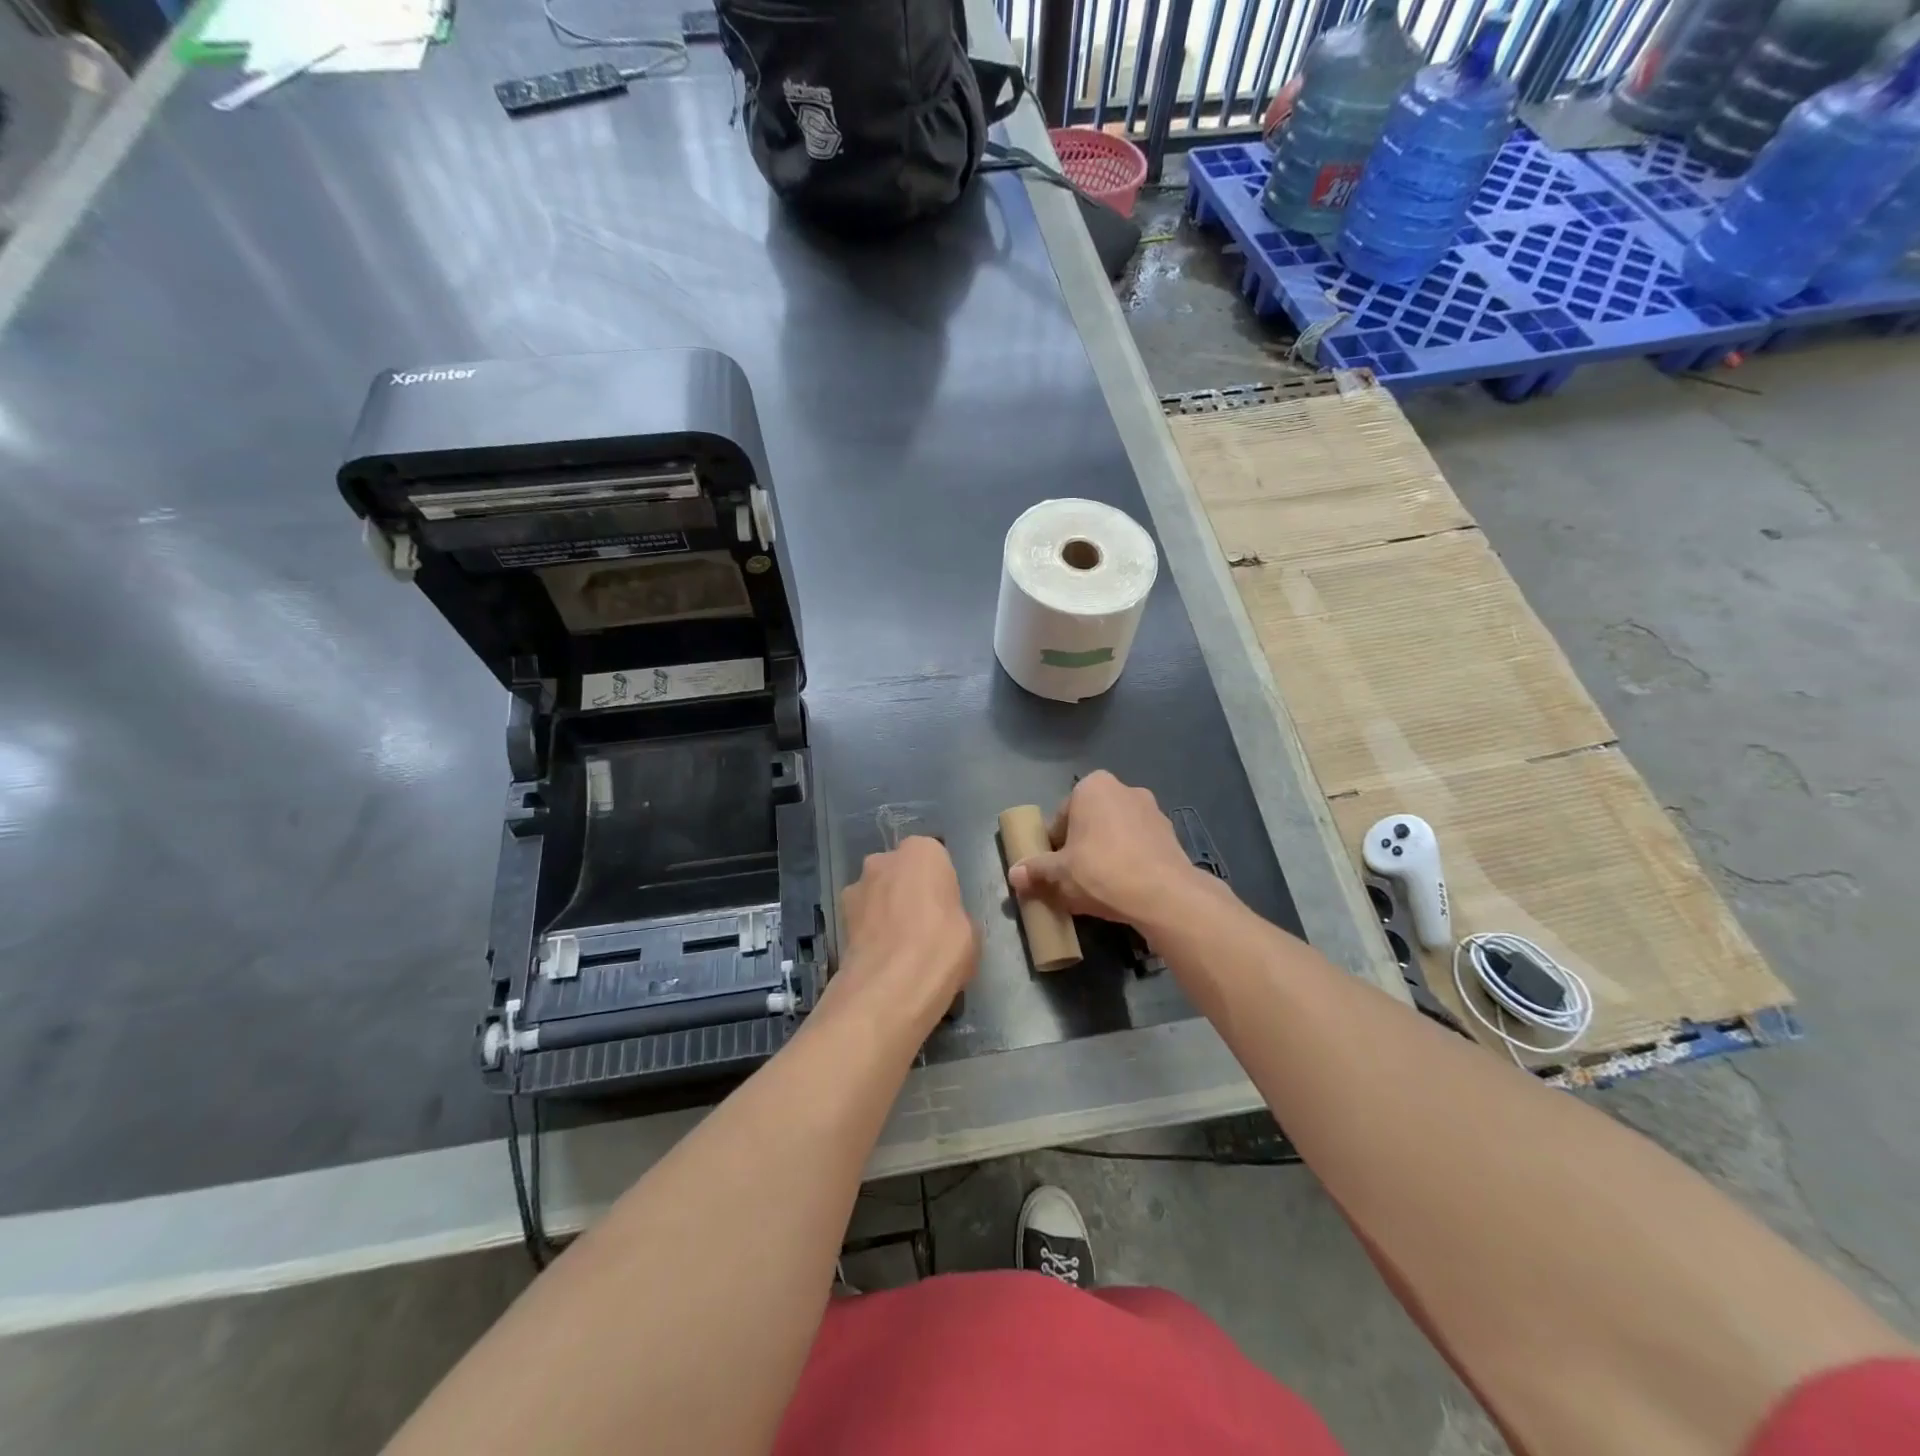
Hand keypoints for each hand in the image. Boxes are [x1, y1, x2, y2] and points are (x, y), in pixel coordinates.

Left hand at [831, 837, 977, 1033]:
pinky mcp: (838, 917)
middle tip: (922, 928)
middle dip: (906, 893)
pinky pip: (862, 920)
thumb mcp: (970, 932)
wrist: (892, 985)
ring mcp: (857, 887)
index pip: (933, 860)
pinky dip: (869, 934)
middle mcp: (884, 860)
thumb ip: (954, 916)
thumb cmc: (942, 946)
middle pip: (899, 873)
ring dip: (884, 912)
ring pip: (876, 895)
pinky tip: (881, 960)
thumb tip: (946, 926)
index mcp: (923, 851)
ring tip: (898, 949)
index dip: (938, 887)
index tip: (945, 911)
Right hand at [1007, 771, 1215, 931]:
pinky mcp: (1171, 834)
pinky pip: (1139, 845)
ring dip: (1106, 853)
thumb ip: (1035, 870)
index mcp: (1092, 786)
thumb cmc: (1101, 871)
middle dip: (1081, 846)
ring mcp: (1152, 810)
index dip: (1054, 845)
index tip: (1054, 868)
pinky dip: (1130, 861)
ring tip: (1100, 886)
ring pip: (1116, 833)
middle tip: (1074, 878)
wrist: (1162, 894)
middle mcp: (1124, 789)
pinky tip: (1125, 887)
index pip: (1062, 816)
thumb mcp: (1059, 873)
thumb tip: (1014, 874)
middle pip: (1090, 822)